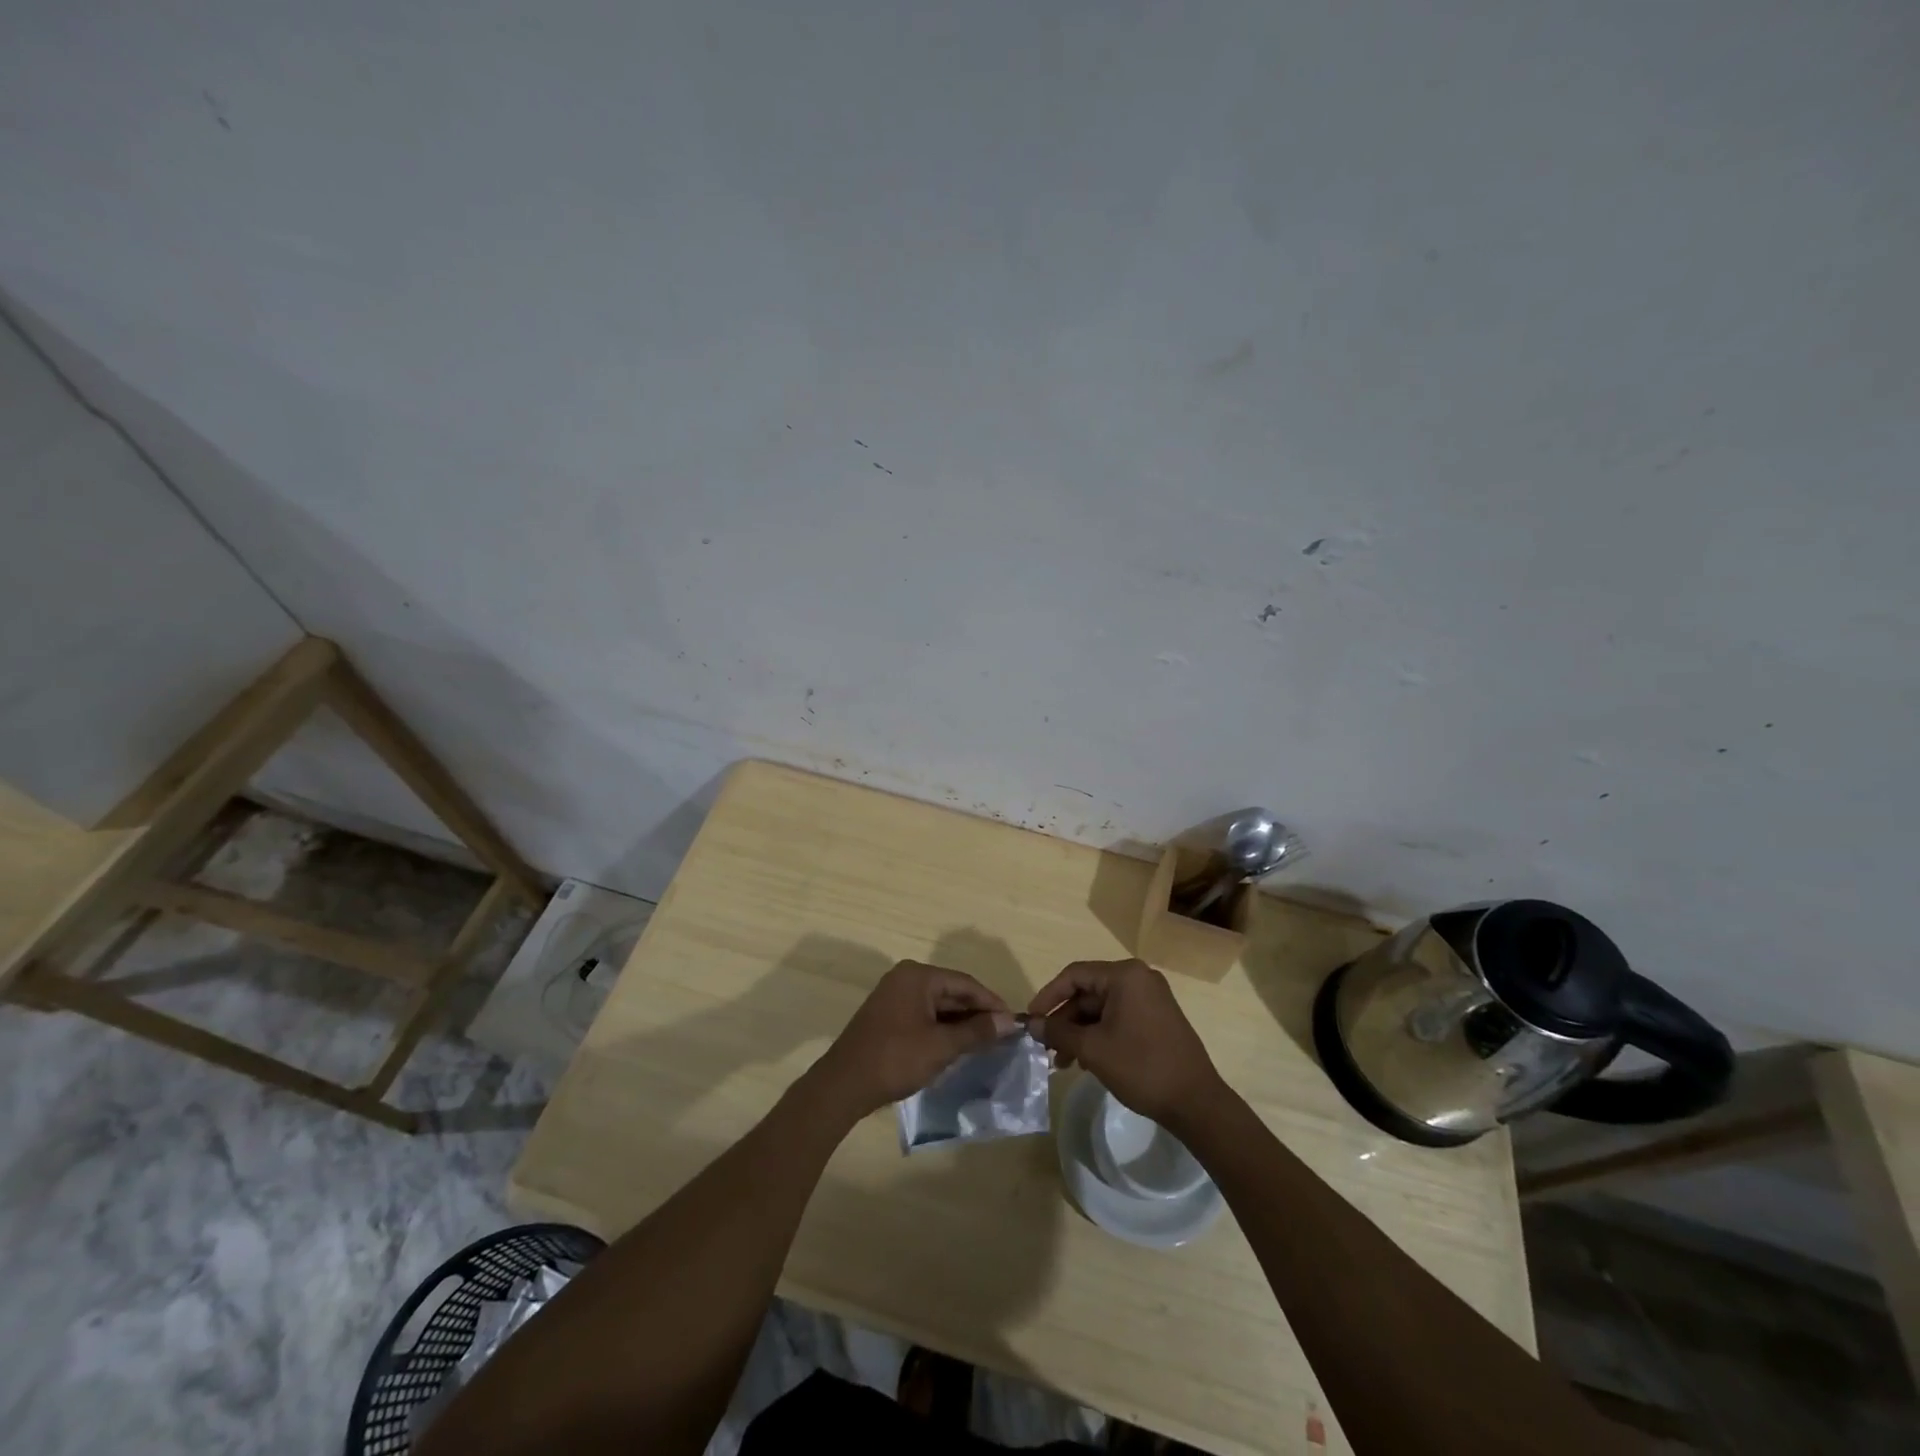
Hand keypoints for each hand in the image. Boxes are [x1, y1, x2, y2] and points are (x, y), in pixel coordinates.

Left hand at [813, 961, 1015, 1118]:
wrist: (844, 1084)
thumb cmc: (896, 1059)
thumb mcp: (942, 1046)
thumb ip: (976, 1031)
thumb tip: (1008, 1021)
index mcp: (918, 976)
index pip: (965, 983)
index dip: (991, 1003)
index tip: (1014, 1022)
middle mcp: (905, 977)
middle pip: (951, 991)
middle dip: (976, 1013)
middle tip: (1003, 1034)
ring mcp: (894, 995)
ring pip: (938, 1004)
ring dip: (960, 1022)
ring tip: (986, 1042)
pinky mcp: (887, 1015)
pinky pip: (924, 1014)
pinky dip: (942, 1028)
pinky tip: (957, 1045)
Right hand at [1027, 959, 1222, 1126]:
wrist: (1196, 1102)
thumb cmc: (1141, 1067)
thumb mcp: (1092, 1049)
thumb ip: (1058, 1032)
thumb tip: (1030, 1024)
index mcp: (1125, 975)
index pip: (1074, 975)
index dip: (1048, 997)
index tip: (1030, 1020)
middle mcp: (1139, 978)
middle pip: (1088, 992)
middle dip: (1065, 1020)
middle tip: (1045, 1046)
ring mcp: (1151, 998)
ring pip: (1102, 1008)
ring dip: (1080, 1031)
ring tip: (1062, 1061)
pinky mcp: (1157, 1018)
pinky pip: (1118, 1017)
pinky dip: (1099, 1034)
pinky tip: (1086, 1060)